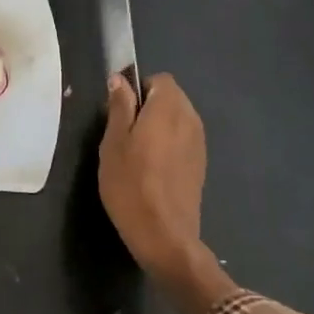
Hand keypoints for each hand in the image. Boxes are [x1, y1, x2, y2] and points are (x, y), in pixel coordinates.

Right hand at [99, 73, 207, 281]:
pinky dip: (168, 144)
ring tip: (135, 152)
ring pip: (177, 119)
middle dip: (148, 106)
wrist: (164, 235)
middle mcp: (190, 119)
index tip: (120, 110)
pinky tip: (151, 169)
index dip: (138, 88)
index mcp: (169, 108)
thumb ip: (119, 106)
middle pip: (170, 97)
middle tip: (123, 133)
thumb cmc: (131, 184)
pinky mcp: (200, 164)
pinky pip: (183, 139)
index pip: (159, 79)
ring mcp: (199, 143)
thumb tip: (120, 79)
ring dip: (158, 126)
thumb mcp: (113, 142)